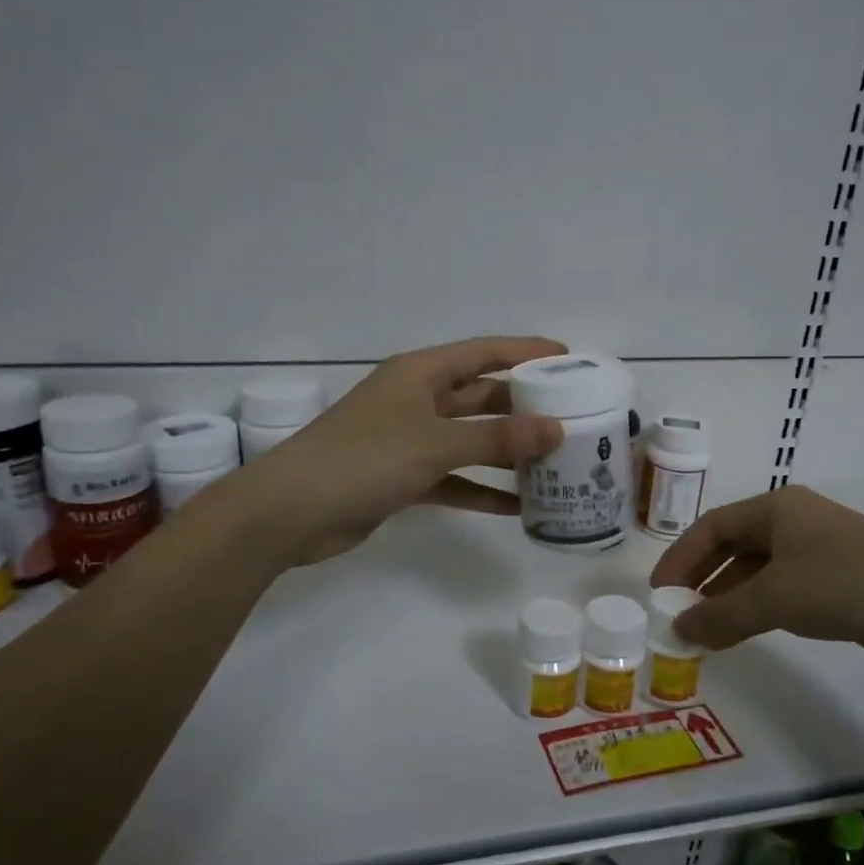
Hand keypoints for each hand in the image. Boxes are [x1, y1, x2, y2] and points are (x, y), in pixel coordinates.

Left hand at [239, 336, 566, 566]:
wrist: (290, 512)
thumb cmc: (362, 459)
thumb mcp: (434, 444)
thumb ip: (496, 438)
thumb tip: (555, 430)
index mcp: (420, 373)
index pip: (484, 352)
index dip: (525, 351)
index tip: (569, 358)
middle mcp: (417, 400)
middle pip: (481, 396)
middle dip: (524, 407)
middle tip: (573, 417)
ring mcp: (409, 440)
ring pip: (471, 440)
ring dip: (507, 453)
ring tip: (556, 464)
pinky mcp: (403, 478)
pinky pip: (454, 479)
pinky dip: (481, 490)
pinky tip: (517, 507)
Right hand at [648, 484, 863, 665]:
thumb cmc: (850, 583)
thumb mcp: (777, 598)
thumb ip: (722, 615)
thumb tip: (679, 631)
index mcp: (775, 509)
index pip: (711, 527)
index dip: (680, 558)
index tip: (658, 593)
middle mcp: (792, 523)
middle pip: (731, 547)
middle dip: (701, 580)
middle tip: (677, 613)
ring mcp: (816, 551)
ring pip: (756, 572)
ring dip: (728, 599)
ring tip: (703, 633)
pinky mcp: (835, 580)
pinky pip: (781, 590)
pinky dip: (756, 609)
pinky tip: (742, 632)